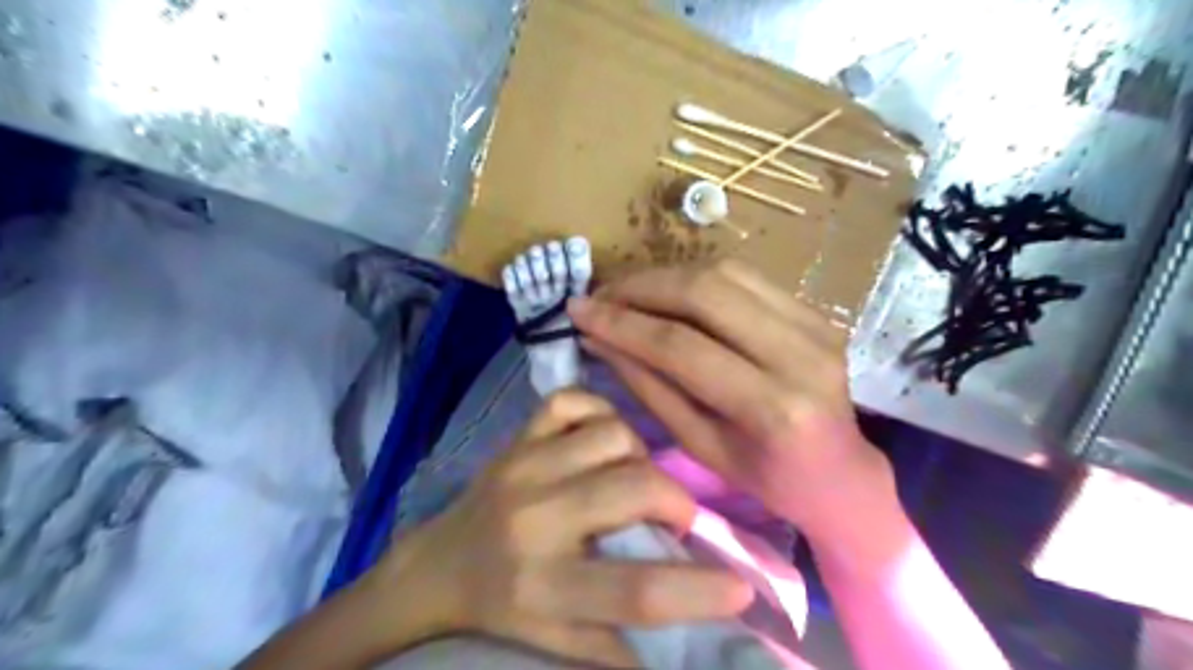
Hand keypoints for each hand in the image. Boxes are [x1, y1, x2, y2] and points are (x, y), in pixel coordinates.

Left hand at [368, 390, 747, 668]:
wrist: (439, 564)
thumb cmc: (504, 605)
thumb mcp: (558, 638)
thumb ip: (620, 643)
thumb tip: (690, 648)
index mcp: (544, 584)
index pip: (633, 590)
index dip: (697, 590)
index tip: (741, 586)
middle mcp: (536, 519)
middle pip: (632, 489)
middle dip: (673, 500)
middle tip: (672, 515)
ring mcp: (525, 465)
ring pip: (612, 435)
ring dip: (638, 456)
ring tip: (631, 476)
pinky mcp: (517, 437)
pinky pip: (571, 401)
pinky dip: (598, 412)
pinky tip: (600, 439)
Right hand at [567, 260, 894, 547]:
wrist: (842, 472)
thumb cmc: (767, 478)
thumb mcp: (700, 445)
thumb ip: (650, 387)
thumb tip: (601, 340)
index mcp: (772, 408)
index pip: (682, 347)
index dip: (622, 324)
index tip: (579, 311)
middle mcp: (800, 354)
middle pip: (705, 293)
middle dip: (640, 287)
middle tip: (601, 296)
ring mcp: (816, 324)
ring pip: (724, 273)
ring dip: (666, 276)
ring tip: (628, 293)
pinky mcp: (816, 311)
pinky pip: (745, 277)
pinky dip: (697, 278)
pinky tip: (670, 293)